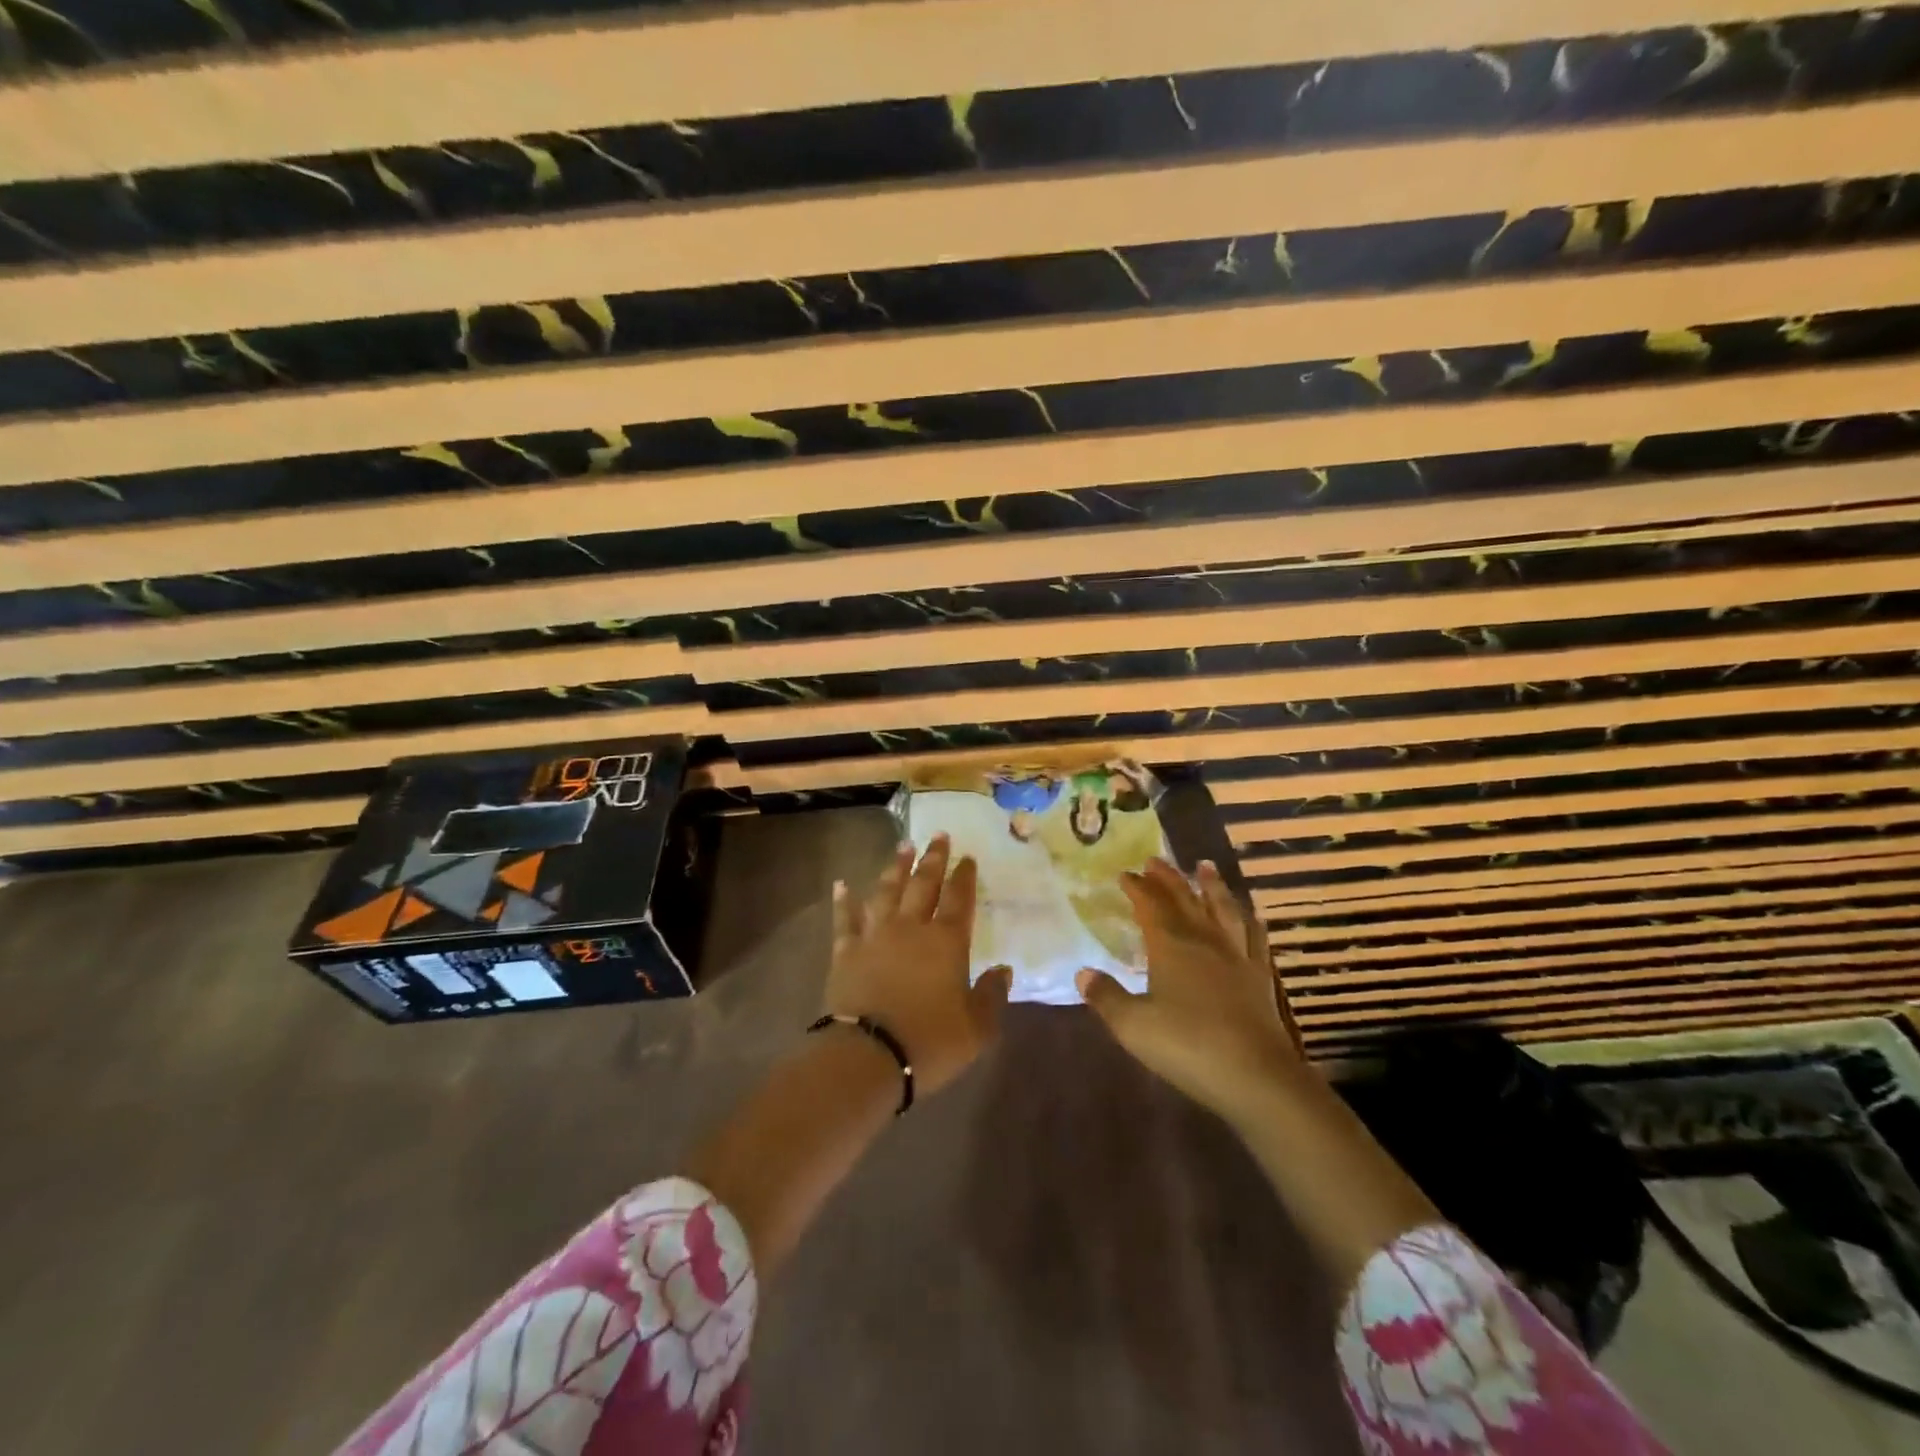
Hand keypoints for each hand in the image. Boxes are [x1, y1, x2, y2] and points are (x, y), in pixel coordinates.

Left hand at [825, 833, 1011, 1096]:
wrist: (869, 1056)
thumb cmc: (930, 1041)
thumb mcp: (977, 1028)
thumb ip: (992, 995)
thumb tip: (1003, 970)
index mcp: (946, 942)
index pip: (959, 899)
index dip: (964, 876)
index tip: (967, 857)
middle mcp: (911, 928)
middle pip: (923, 884)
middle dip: (933, 859)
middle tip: (938, 836)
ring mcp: (875, 936)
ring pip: (887, 891)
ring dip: (896, 867)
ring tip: (903, 846)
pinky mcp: (846, 951)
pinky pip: (845, 918)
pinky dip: (844, 900)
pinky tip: (841, 884)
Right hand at [1078, 858, 1302, 1123]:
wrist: (1255, 1076)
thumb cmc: (1187, 1046)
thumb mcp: (1133, 1026)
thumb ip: (1106, 997)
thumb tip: (1082, 973)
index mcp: (1171, 946)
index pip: (1151, 905)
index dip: (1137, 887)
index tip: (1124, 873)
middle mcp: (1204, 941)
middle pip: (1185, 899)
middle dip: (1168, 878)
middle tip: (1155, 860)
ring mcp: (1236, 956)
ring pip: (1222, 909)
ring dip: (1211, 886)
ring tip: (1204, 867)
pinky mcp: (1260, 976)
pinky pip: (1254, 937)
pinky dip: (1248, 919)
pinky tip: (1249, 914)